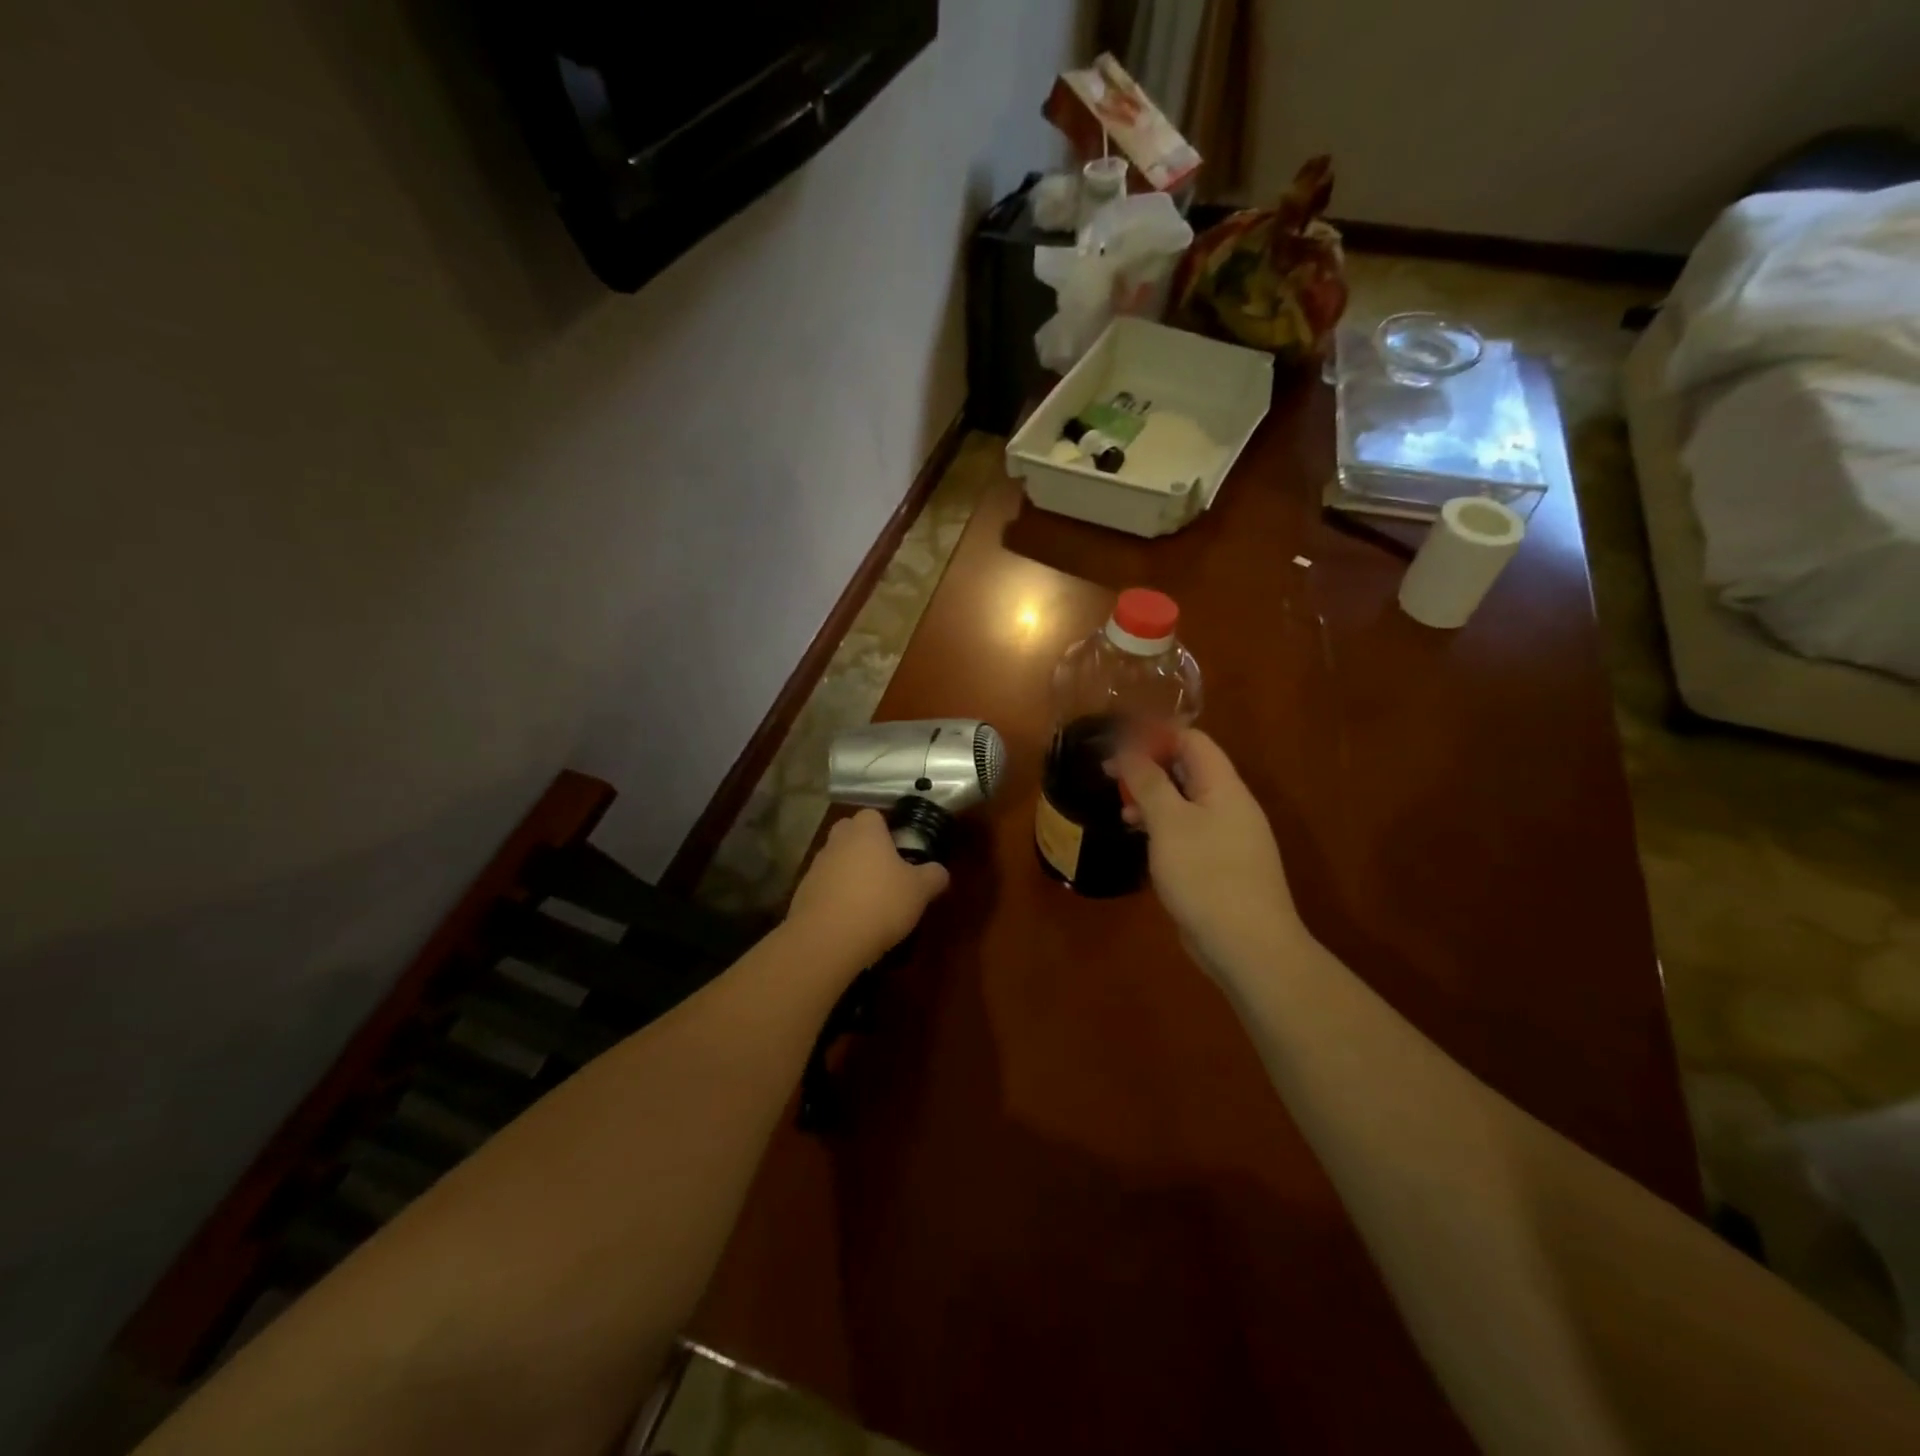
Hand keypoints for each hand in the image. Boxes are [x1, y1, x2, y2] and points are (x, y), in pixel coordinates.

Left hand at [785, 809, 950, 970]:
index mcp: (865, 831)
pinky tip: (851, 920)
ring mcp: (816, 867)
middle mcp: (837, 841)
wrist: (827, 939)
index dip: (887, 830)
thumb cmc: (880, 903)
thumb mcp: (919, 891)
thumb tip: (939, 871)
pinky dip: (836, 897)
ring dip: (850, 874)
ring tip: (870, 902)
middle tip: (886, 872)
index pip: (874, 815)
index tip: (900, 850)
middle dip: (865, 848)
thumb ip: (933, 876)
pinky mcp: (802, 894)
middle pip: (850, 834)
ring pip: (836, 861)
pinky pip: (825, 888)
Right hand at [1109, 730, 1304, 984]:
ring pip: (1185, 802)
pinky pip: (1187, 831)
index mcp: (1224, 787)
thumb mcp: (1170, 823)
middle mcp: (1229, 805)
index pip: (1192, 741)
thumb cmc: (1206, 876)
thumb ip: (1149, 782)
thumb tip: (1128, 750)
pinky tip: (1142, 841)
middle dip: (1149, 768)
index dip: (1155, 736)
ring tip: (1122, 811)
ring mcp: (1226, 837)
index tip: (1117, 745)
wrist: (1248, 946)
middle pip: (1188, 769)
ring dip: (1152, 799)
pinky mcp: (1218, 864)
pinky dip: (1162, 828)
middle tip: (1111, 777)